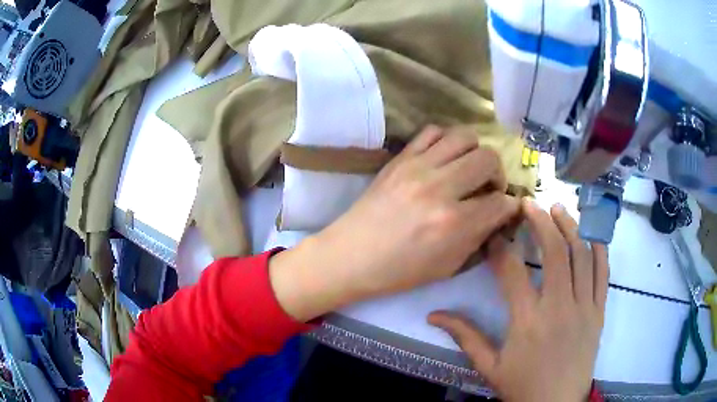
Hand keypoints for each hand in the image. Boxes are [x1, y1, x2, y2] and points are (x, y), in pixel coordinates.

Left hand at [270, 125, 520, 320]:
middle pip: (489, 158)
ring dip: (476, 152)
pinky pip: (433, 131)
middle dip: (498, 175)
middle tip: (488, 189)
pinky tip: (444, 158)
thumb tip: (499, 214)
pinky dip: (447, 141)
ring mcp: (418, 167)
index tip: (506, 209)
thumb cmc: (400, 271)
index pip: (501, 202)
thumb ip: (479, 237)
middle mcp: (440, 188)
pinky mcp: (400, 157)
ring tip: (468, 170)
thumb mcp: (449, 266)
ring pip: (465, 136)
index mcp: (454, 223)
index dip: (510, 207)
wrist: (352, 255)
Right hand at [429, 201, 608, 401]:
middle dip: (541, 222)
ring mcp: (583, 307)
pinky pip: (603, 274)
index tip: (495, 232)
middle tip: (530, 203)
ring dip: (570, 228)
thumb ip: (465, 337)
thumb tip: (433, 315)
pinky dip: (599, 250)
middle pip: (554, 252)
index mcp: (527, 322)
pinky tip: (590, 235)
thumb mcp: (489, 366)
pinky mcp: (598, 312)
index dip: (502, 247)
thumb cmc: (522, 386)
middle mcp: (558, 307)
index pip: (512, 272)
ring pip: (581, 256)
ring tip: (558, 210)